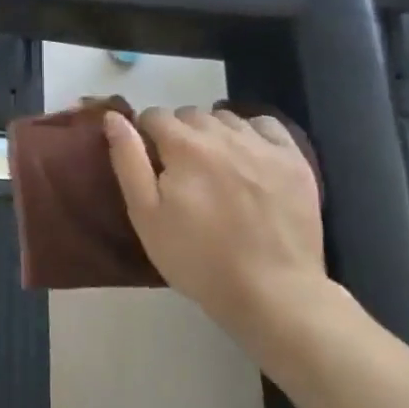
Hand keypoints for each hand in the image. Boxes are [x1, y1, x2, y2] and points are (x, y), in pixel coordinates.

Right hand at [104, 105, 327, 348]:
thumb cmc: (197, 259)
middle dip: (179, 134)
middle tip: (182, 173)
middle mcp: (224, 134)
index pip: (154, 116)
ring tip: (215, 169)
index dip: (147, 137)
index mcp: (184, 146)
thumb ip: (128, 160)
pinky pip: (265, 125)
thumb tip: (114, 117)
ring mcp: (263, 145)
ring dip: (214, 133)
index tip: (152, 166)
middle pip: (190, 114)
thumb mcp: (146, 216)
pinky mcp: (294, 160)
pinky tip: (249, 159)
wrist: (272, 293)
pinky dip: (252, 134)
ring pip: (226, 118)